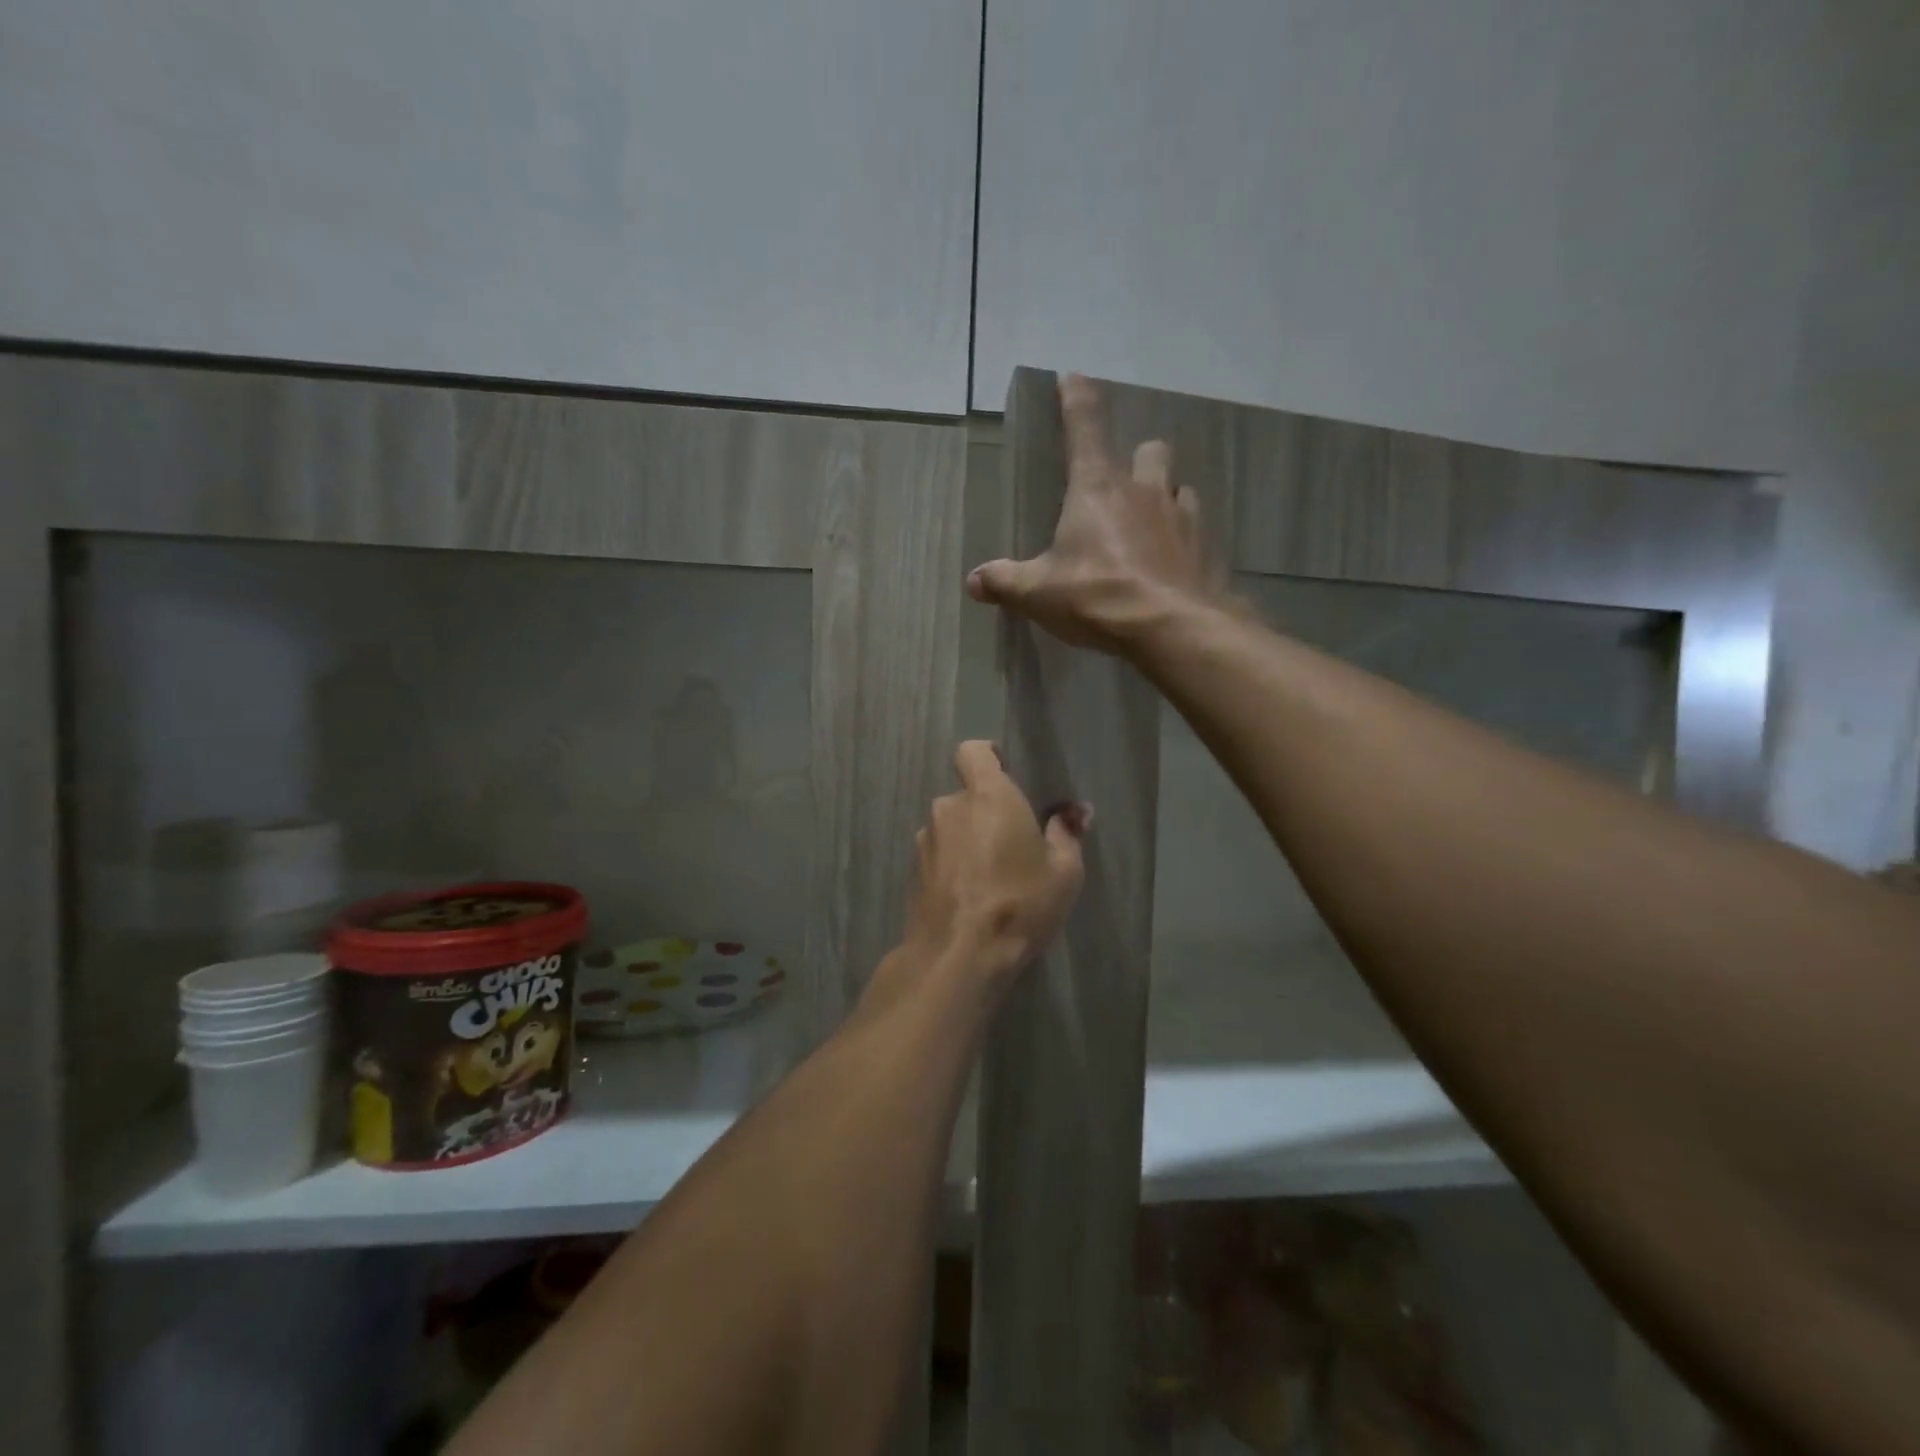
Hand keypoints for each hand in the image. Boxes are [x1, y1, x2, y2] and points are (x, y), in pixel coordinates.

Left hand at [904, 741, 1088, 982]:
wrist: (959, 955)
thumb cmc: (1020, 903)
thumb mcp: (1064, 871)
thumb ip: (1068, 834)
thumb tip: (1075, 812)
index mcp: (988, 795)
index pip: (973, 751)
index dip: (988, 757)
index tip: (1007, 776)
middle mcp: (949, 807)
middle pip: (966, 795)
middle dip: (985, 812)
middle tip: (1013, 843)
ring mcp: (925, 839)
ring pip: (951, 827)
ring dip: (968, 840)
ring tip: (992, 876)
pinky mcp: (913, 870)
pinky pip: (938, 854)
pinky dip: (953, 865)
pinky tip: (971, 895)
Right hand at [967, 373, 1219, 653]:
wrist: (1170, 627)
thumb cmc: (1097, 595)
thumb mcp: (1038, 592)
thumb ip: (1005, 582)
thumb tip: (973, 581)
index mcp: (1097, 488)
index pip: (1085, 427)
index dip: (1076, 399)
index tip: (1072, 377)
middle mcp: (1143, 491)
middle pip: (1149, 451)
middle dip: (1137, 458)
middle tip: (1122, 483)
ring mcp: (1180, 517)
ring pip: (1178, 487)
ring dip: (1164, 496)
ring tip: (1149, 522)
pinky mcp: (1203, 548)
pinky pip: (1195, 528)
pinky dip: (1182, 537)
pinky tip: (1170, 559)